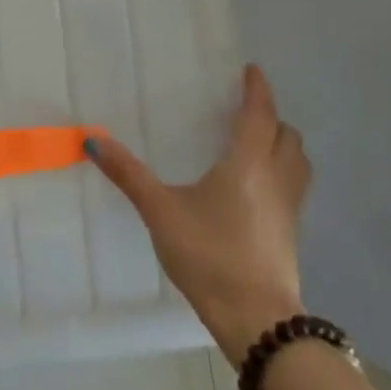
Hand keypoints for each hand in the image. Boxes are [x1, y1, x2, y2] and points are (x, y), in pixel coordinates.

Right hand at [86, 64, 309, 361]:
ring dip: (283, 145)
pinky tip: (256, 189)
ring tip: (257, 144)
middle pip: (287, 136)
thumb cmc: (209, 255)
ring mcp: (289, 209)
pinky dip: (282, 172)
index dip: (257, 90)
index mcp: (248, 164)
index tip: (252, 70)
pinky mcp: (290, 234)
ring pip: (298, 162)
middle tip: (246, 111)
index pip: (259, 115)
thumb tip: (92, 139)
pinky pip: (294, 187)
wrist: (256, 319)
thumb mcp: (160, 211)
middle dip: (272, 117)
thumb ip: (128, 174)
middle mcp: (275, 179)